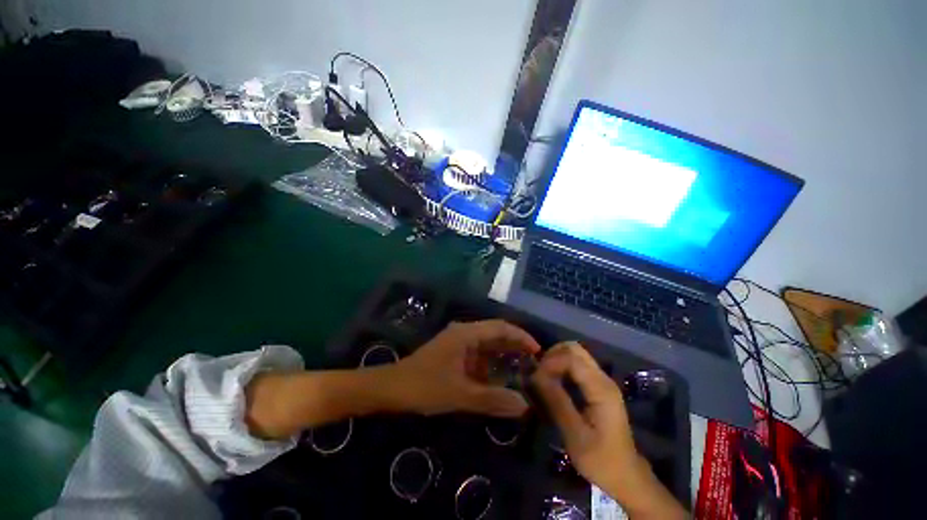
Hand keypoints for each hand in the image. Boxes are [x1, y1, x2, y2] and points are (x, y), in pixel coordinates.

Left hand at [387, 320, 541, 416]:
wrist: (391, 389)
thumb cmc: (424, 386)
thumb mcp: (460, 394)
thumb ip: (492, 399)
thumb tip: (524, 405)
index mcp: (466, 334)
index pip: (500, 327)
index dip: (521, 337)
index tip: (538, 352)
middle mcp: (464, 333)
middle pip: (495, 334)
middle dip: (514, 346)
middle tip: (534, 364)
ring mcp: (458, 343)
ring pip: (487, 345)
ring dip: (502, 357)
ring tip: (521, 372)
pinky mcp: (453, 354)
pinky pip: (477, 356)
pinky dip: (489, 366)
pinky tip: (498, 379)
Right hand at [531, 342, 639, 489]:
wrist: (626, 476)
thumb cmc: (600, 459)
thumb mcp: (575, 435)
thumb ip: (556, 401)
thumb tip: (536, 375)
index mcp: (600, 389)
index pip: (571, 358)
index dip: (550, 362)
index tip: (535, 377)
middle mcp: (603, 378)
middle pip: (574, 349)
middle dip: (552, 355)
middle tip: (539, 372)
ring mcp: (602, 381)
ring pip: (576, 354)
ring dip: (557, 359)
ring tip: (543, 376)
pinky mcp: (599, 387)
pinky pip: (577, 365)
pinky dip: (562, 366)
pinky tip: (554, 380)